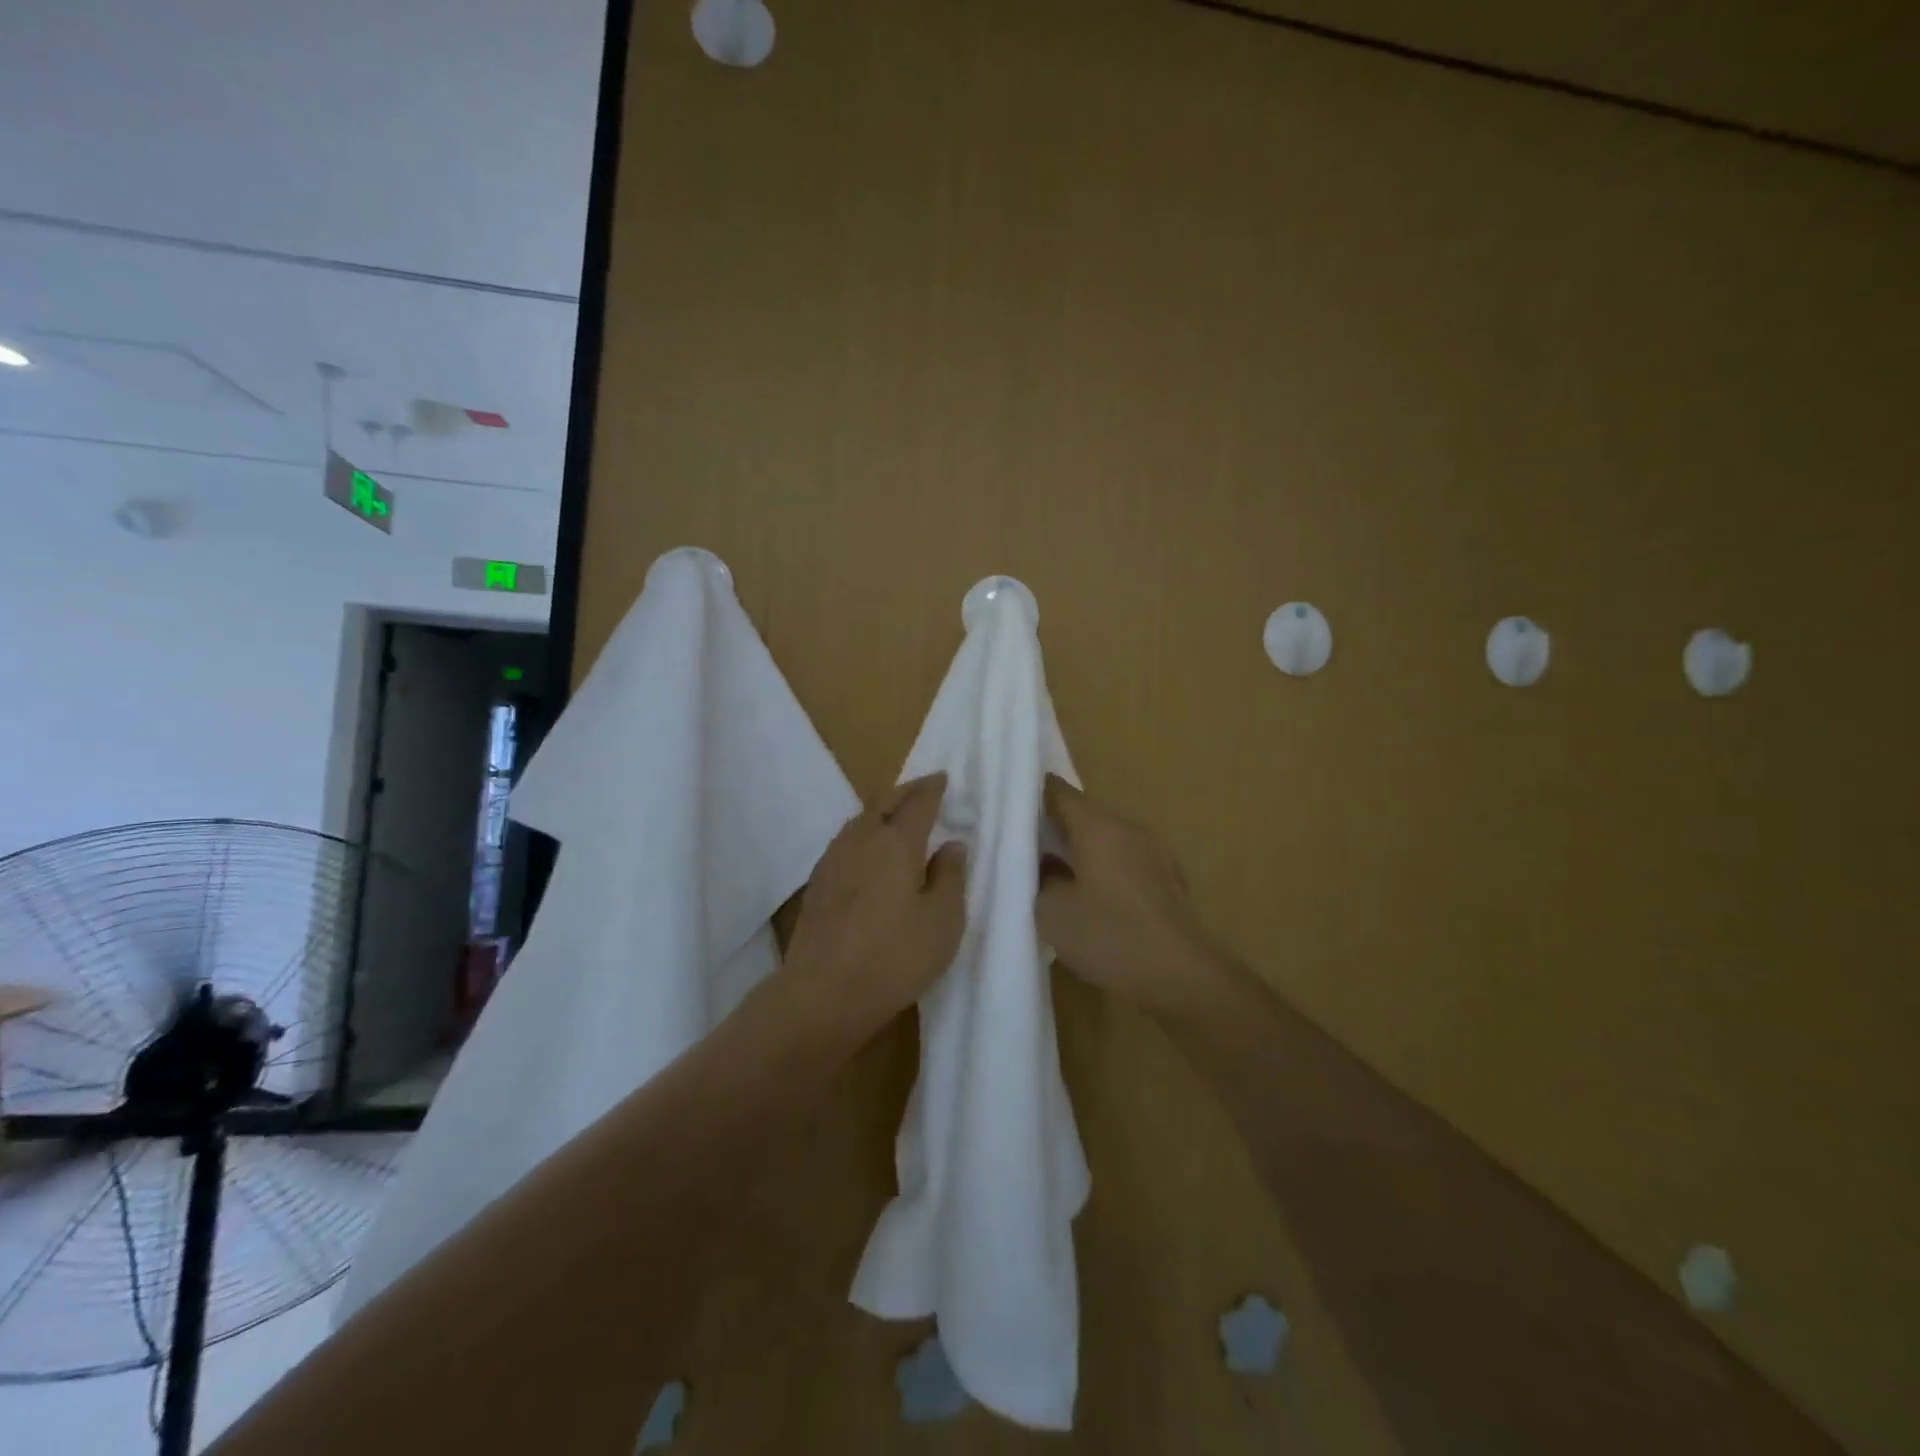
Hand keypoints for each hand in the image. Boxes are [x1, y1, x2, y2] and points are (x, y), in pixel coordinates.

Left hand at [785, 773, 967, 1026]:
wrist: (824, 992)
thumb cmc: (895, 956)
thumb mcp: (943, 921)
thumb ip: (950, 877)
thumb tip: (952, 845)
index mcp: (896, 842)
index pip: (918, 801)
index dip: (932, 787)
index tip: (943, 778)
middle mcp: (862, 839)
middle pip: (883, 800)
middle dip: (905, 791)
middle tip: (923, 790)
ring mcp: (834, 858)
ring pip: (860, 818)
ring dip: (881, 809)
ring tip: (897, 816)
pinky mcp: (817, 882)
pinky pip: (846, 840)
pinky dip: (864, 832)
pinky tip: (868, 852)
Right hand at [1037, 776, 1221, 1017]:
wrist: (1180, 975)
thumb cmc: (1110, 935)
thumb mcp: (1053, 911)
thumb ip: (1040, 878)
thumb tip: (1044, 864)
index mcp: (1098, 825)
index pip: (1059, 792)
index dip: (1032, 793)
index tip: (1008, 805)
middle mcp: (1128, 828)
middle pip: (1084, 813)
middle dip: (1054, 824)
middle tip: (1022, 842)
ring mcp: (1153, 852)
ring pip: (1106, 837)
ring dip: (1080, 848)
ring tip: (1052, 869)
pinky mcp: (1166, 879)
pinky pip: (1125, 860)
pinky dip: (1103, 868)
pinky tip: (1091, 895)